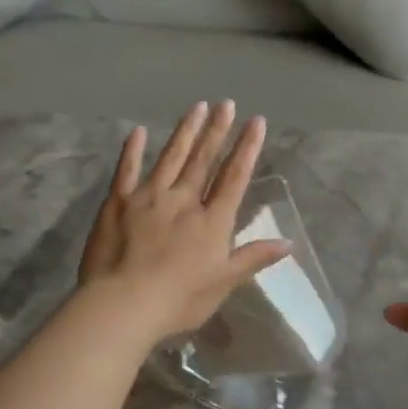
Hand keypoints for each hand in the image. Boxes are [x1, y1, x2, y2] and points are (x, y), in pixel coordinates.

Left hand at [78, 101, 292, 345]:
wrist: (123, 305)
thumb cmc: (179, 300)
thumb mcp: (223, 283)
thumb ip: (254, 258)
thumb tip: (289, 242)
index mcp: (212, 221)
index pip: (234, 177)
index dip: (247, 148)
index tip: (256, 121)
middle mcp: (184, 200)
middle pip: (204, 160)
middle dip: (217, 131)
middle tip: (226, 104)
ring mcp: (149, 197)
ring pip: (171, 157)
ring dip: (186, 131)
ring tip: (198, 107)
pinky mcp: (118, 203)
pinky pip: (127, 170)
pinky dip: (132, 150)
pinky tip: (138, 131)